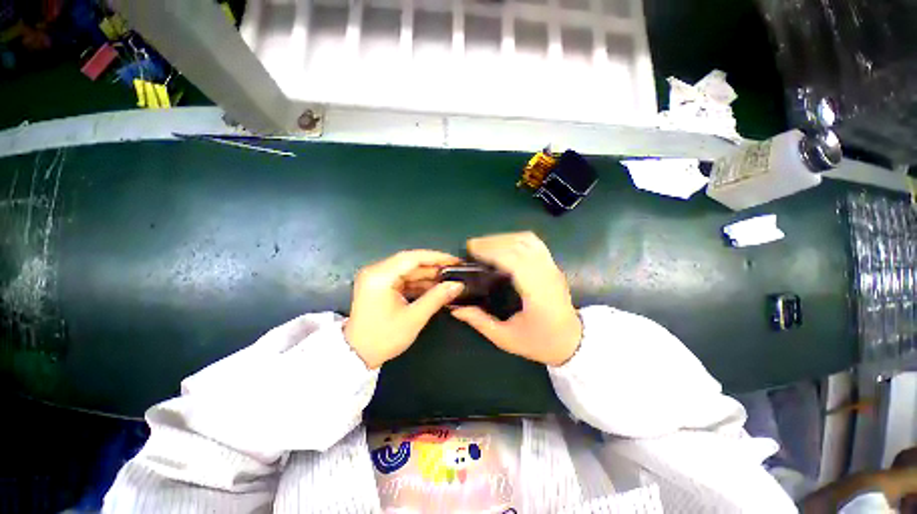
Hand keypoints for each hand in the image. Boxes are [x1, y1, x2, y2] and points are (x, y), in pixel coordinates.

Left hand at [345, 250, 464, 368]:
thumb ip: (437, 298)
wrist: (356, 355)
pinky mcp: (379, 285)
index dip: (437, 257)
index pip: (413, 257)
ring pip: (408, 270)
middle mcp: (376, 271)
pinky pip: (403, 279)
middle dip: (434, 268)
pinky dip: (418, 283)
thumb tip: (458, 285)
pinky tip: (434, 288)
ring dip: (427, 276)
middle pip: (410, 262)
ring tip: (448, 281)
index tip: (455, 261)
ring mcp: (376, 278)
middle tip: (455, 272)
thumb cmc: (383, 338)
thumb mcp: (414, 318)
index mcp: (381, 276)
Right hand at [451, 232, 582, 365]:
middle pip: (519, 246)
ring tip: (485, 244)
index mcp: (537, 293)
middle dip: (493, 242)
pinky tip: (503, 244)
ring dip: (503, 238)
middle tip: (471, 246)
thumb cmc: (540, 342)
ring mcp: (552, 267)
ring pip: (527, 240)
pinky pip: (534, 243)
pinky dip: (516, 238)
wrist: (572, 342)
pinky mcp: (553, 265)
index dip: (491, 251)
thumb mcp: (506, 338)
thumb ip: (479, 322)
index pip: (515, 260)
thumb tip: (455, 308)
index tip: (471, 250)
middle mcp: (547, 274)